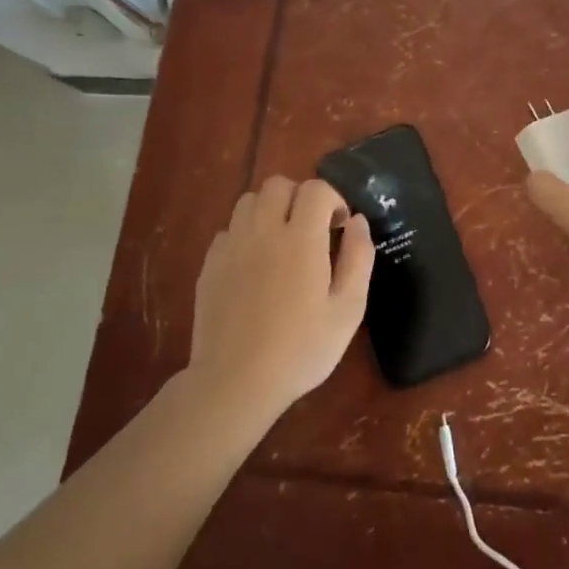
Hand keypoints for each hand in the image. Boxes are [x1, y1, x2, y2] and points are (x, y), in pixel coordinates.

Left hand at [185, 177, 374, 420]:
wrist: (236, 383)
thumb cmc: (302, 349)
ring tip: (282, 242)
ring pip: (248, 201)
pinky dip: (246, 234)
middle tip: (312, 230)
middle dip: (300, 198)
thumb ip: (359, 258)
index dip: (333, 199)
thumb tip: (358, 222)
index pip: (315, 189)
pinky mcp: (209, 265)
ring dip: (270, 210)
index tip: (339, 227)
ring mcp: (231, 247)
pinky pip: (228, 230)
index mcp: (301, 239)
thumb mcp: (348, 309)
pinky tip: (255, 265)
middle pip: (278, 185)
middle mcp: (263, 232)